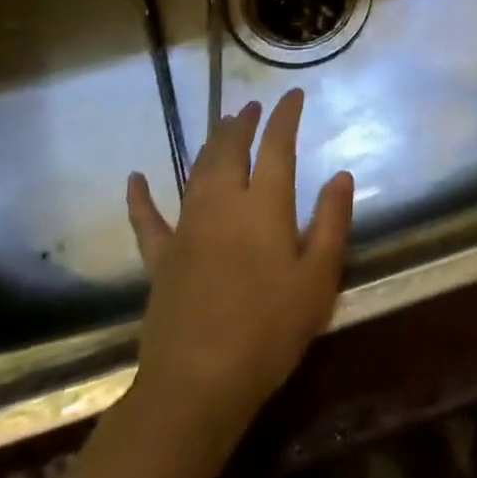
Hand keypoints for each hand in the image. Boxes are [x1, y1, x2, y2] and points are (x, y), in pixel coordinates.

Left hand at [125, 91, 353, 442]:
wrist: (198, 383)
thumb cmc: (270, 330)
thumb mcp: (319, 278)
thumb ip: (332, 222)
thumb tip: (341, 174)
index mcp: (265, 206)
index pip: (277, 147)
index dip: (285, 117)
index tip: (293, 95)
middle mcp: (223, 204)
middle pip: (231, 150)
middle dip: (243, 125)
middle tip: (252, 108)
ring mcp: (186, 229)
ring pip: (197, 173)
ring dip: (210, 146)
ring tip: (221, 128)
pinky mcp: (160, 259)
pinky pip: (147, 220)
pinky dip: (140, 198)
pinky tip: (135, 178)